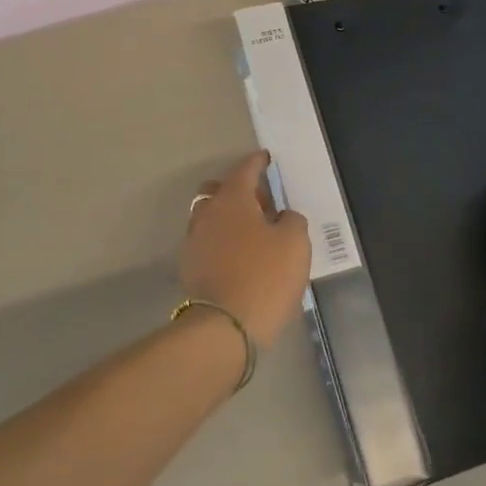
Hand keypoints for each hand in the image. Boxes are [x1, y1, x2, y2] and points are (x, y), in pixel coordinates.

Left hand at [180, 151, 310, 349]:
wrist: (224, 328)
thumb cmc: (265, 276)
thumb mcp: (295, 243)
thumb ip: (291, 220)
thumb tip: (281, 217)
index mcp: (231, 198)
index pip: (244, 169)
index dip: (257, 162)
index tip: (266, 158)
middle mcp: (207, 213)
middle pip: (218, 190)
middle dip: (239, 190)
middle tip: (263, 203)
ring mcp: (194, 241)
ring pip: (211, 216)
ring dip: (229, 217)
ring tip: (254, 233)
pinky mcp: (190, 267)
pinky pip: (208, 241)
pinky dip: (223, 240)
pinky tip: (240, 256)